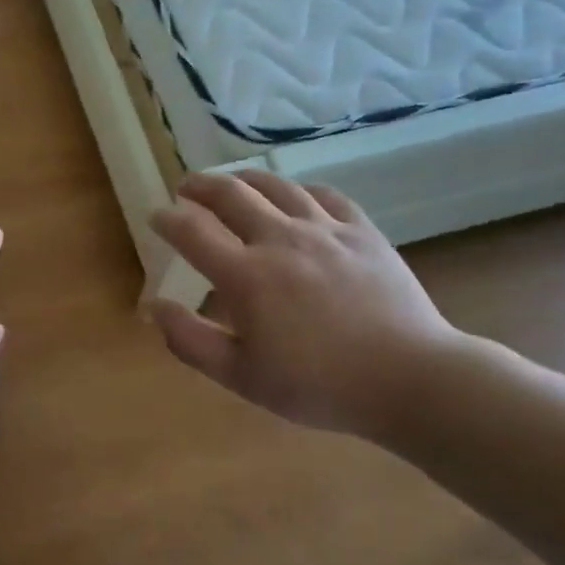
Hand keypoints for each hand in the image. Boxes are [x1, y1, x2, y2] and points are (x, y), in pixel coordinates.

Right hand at [150, 172, 463, 441]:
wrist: (410, 378)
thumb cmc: (319, 385)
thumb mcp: (242, 376)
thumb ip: (190, 340)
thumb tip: (153, 307)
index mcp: (246, 275)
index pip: (192, 231)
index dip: (167, 219)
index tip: (156, 216)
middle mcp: (280, 239)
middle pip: (230, 194)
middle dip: (199, 185)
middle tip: (185, 188)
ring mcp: (325, 229)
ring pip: (275, 185)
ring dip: (244, 178)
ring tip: (231, 182)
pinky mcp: (362, 230)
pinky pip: (324, 194)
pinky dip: (298, 189)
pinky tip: (295, 195)